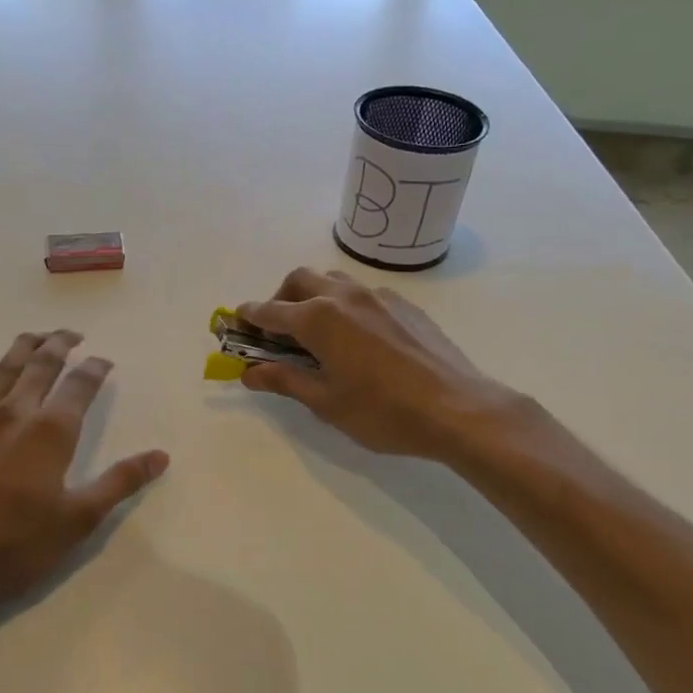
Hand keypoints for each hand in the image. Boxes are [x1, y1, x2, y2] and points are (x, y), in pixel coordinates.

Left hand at [0, 330, 167, 624]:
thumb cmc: (15, 544)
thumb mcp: (79, 519)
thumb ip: (120, 482)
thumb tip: (160, 456)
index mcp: (51, 430)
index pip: (80, 385)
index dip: (95, 368)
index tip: (105, 361)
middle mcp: (15, 412)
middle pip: (41, 364)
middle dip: (59, 344)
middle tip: (72, 333)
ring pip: (3, 369)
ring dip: (22, 347)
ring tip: (35, 336)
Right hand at [236, 268, 514, 459]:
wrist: (458, 408)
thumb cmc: (383, 412)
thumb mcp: (326, 402)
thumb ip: (284, 381)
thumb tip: (248, 372)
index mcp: (319, 318)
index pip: (270, 311)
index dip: (248, 318)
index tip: (234, 324)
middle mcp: (345, 296)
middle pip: (298, 281)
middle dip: (279, 299)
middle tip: (275, 332)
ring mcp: (378, 296)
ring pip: (332, 280)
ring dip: (312, 295)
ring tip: (314, 331)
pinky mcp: (404, 305)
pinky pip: (361, 292)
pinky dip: (342, 304)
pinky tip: (354, 337)